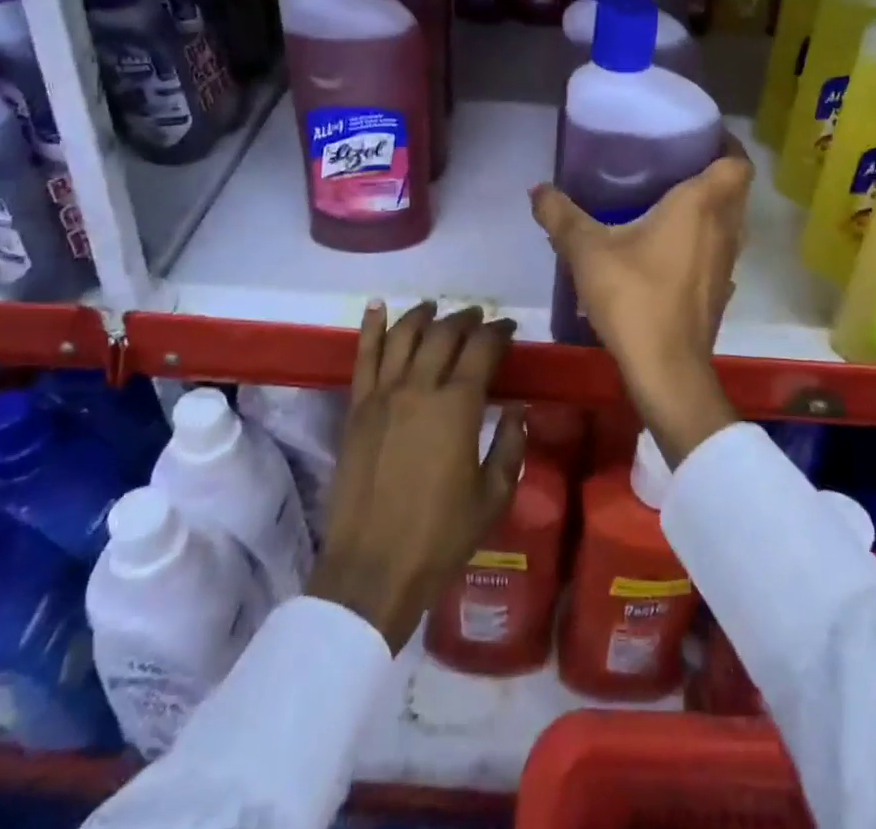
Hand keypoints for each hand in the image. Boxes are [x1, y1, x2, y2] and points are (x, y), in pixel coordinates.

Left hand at [308, 301, 525, 652]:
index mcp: (458, 407)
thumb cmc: (440, 537)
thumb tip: (518, 409)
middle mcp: (419, 388)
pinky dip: (371, 327)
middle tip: (478, 317)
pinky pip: (363, 356)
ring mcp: (383, 395)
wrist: (372, 569)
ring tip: (435, 308)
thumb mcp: (493, 496)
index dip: (498, 332)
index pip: (482, 350)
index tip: (508, 328)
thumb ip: (510, 446)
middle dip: (465, 319)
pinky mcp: (356, 408)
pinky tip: (377, 306)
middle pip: (444, 334)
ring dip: (423, 315)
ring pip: (404, 336)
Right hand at [529, 135, 749, 467]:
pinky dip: (703, 238)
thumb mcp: (587, 251)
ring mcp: (727, 262)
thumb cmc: (634, 297)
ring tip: (669, 200)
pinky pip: (718, 249)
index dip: (725, 144)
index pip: (736, 161)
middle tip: (673, 162)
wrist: (666, 370)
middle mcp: (725, 228)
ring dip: (710, 207)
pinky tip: (668, 247)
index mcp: (702, 205)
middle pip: (735, 188)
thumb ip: (561, 215)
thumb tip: (537, 189)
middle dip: (712, 171)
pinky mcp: (721, 289)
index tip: (696, 135)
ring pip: (729, 221)